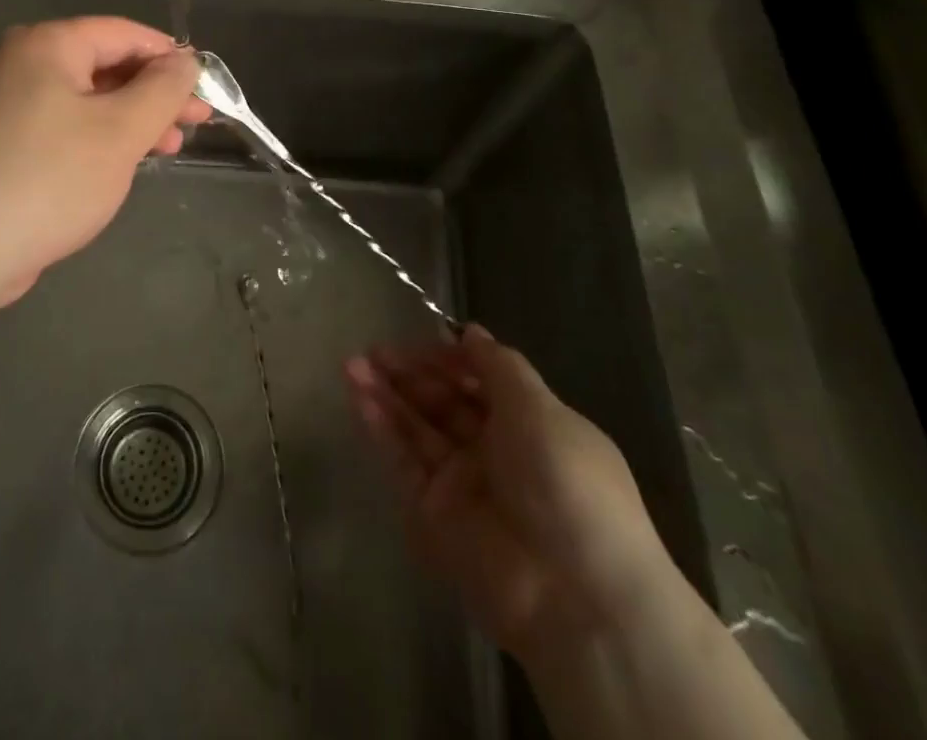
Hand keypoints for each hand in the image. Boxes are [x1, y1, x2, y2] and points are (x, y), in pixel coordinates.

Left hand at [0, 18, 207, 302]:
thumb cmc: (48, 178)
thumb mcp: (120, 131)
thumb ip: (162, 90)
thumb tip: (184, 61)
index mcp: (46, 46)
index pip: (122, 33)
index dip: (169, 56)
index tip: (205, 86)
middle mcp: (20, 64)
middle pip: (103, 66)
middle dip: (153, 95)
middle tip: (195, 123)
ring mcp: (3, 106)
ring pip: (83, 101)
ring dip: (129, 121)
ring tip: (167, 150)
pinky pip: (59, 129)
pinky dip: (95, 141)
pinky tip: (118, 166)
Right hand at [345, 326, 674, 663]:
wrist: (574, 596)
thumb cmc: (568, 484)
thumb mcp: (541, 410)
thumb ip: (498, 366)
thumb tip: (471, 330)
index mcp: (531, 425)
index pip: (480, 380)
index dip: (450, 358)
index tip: (421, 339)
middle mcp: (495, 451)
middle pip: (444, 402)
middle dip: (409, 373)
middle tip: (373, 350)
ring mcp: (462, 483)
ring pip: (417, 427)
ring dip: (385, 394)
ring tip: (351, 364)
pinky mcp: (433, 514)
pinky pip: (404, 461)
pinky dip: (380, 428)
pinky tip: (358, 396)